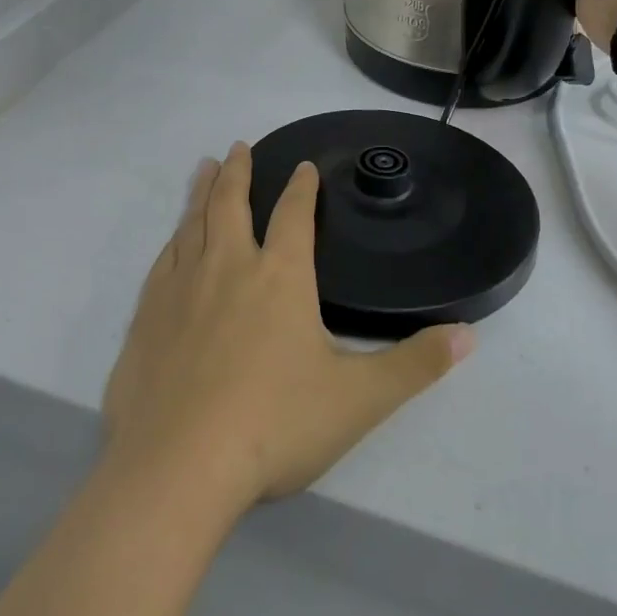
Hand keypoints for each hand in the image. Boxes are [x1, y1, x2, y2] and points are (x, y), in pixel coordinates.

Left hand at [102, 144, 473, 515]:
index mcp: (280, 277)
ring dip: (201, 193)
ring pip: (192, 223)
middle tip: (238, 146)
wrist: (177, 469)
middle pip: (231, 204)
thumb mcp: (358, 399)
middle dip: (239, 172)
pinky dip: (173, 238)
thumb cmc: (274, 426)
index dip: (302, 188)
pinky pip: (163, 260)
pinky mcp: (147, 317)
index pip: (294, 216)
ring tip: (205, 168)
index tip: (303, 166)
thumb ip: (415, 365)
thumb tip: (469, 334)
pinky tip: (173, 240)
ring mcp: (181, 289)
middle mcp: (228, 268)